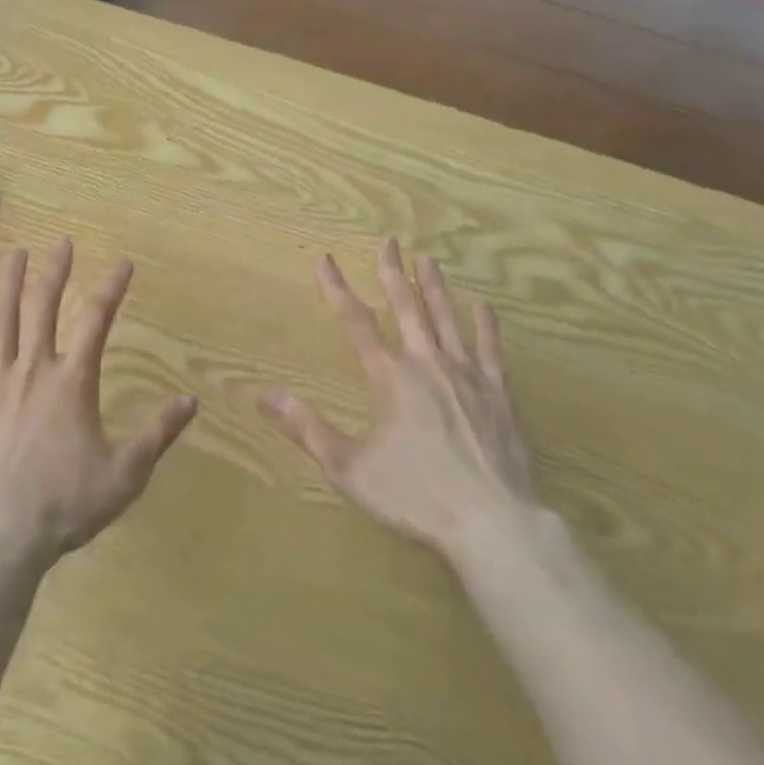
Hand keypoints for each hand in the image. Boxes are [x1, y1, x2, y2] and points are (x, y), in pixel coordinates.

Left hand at [0, 240, 197, 571]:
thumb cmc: (64, 505)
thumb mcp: (124, 475)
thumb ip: (157, 434)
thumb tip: (190, 401)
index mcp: (73, 381)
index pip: (97, 320)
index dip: (112, 287)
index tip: (123, 262)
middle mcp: (33, 369)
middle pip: (44, 307)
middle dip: (55, 272)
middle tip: (61, 242)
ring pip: (2, 319)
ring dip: (9, 282)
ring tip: (14, 252)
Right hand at [260, 238, 538, 560]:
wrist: (493, 523)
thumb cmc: (416, 496)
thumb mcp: (349, 468)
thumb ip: (306, 428)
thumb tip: (265, 394)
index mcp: (389, 376)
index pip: (355, 321)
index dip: (337, 288)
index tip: (326, 259)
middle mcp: (426, 363)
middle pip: (406, 306)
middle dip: (392, 272)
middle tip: (389, 241)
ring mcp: (466, 374)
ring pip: (445, 318)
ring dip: (434, 286)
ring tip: (426, 258)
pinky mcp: (498, 393)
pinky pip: (490, 348)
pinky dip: (485, 325)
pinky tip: (482, 305)